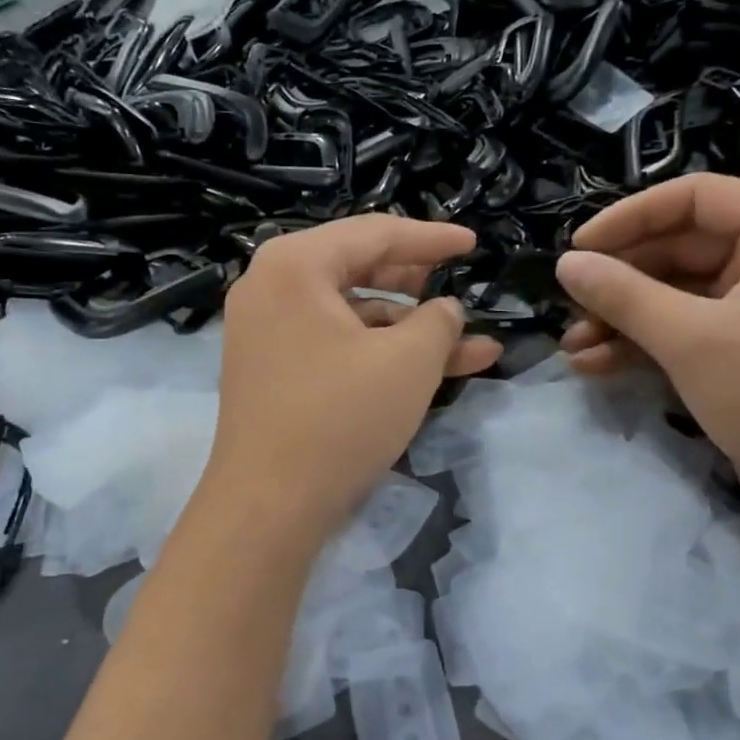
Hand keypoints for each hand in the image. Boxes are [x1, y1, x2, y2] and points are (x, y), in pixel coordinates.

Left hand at [203, 216, 501, 543]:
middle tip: (460, 284)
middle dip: (419, 284)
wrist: (267, 506)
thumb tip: (444, 310)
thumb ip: (438, 321)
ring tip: (470, 346)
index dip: (432, 238)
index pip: (375, 232)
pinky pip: (334, 345)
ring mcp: (266, 332)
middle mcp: (271, 287)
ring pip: (352, 314)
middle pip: (359, 268)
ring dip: (409, 330)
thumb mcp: (408, 362)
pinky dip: (378, 354)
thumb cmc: (339, 418)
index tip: (472, 243)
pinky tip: (429, 371)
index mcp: (295, 265)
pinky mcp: (272, 371)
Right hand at [556, 173, 739, 528]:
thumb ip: (623, 295)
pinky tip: (594, 363)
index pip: (694, 198)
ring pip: (674, 292)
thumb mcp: (691, 339)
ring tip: (573, 345)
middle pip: (678, 247)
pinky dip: (642, 342)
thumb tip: (566, 264)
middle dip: (619, 282)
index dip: (628, 219)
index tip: (576, 248)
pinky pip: (684, 326)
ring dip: (621, 318)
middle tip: (568, 305)